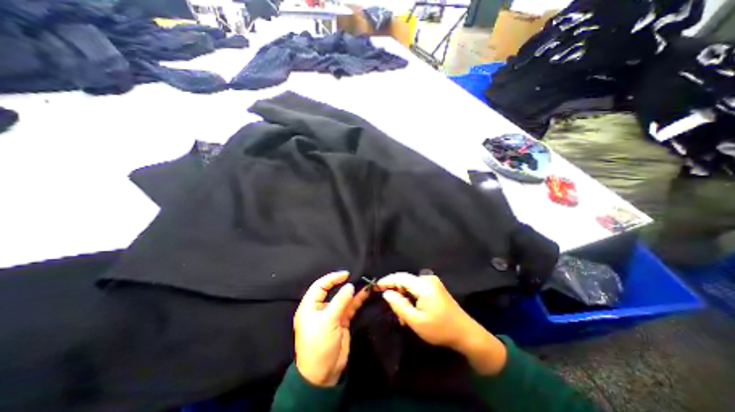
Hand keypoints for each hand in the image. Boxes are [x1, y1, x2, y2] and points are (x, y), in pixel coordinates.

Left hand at [296, 270, 369, 385]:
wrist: (323, 374)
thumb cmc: (319, 344)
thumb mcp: (328, 321)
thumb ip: (340, 301)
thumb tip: (350, 286)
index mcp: (310, 306)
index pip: (320, 286)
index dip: (332, 278)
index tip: (346, 274)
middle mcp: (320, 308)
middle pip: (332, 291)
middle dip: (343, 284)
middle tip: (356, 276)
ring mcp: (332, 315)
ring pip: (343, 299)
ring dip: (353, 292)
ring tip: (364, 283)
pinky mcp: (341, 321)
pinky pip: (349, 307)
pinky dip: (357, 301)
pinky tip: (365, 294)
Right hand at [375, 272, 509, 375]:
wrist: (466, 333)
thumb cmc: (440, 329)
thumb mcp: (416, 321)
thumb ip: (399, 305)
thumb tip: (386, 293)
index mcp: (423, 285)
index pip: (399, 277)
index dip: (386, 281)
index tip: (374, 287)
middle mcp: (427, 279)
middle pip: (404, 280)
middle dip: (395, 292)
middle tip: (390, 308)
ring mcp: (432, 282)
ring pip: (410, 285)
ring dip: (403, 297)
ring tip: (402, 315)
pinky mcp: (435, 287)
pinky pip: (417, 288)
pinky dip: (411, 297)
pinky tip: (411, 310)